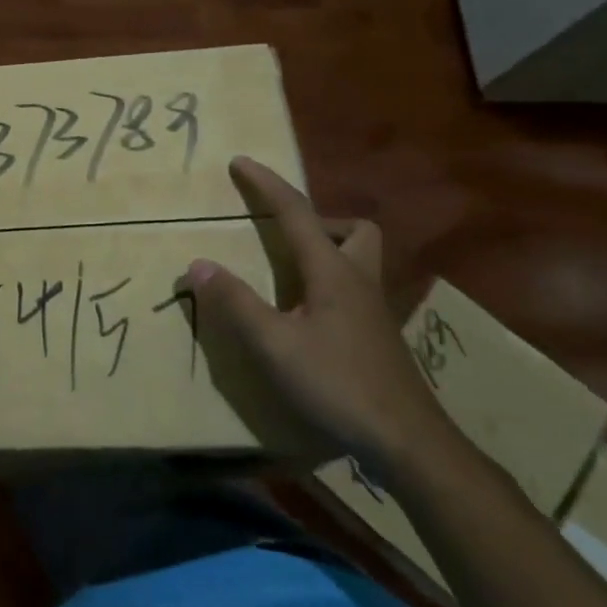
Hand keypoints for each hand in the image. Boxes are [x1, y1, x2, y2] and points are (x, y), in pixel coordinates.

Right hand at [188, 156, 453, 478]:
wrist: (409, 444)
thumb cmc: (338, 385)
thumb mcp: (274, 345)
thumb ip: (235, 303)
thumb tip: (198, 264)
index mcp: (333, 272)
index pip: (296, 212)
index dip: (266, 184)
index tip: (240, 162)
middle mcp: (358, 281)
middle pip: (354, 229)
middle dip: (319, 220)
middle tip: (284, 235)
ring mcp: (374, 311)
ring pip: (360, 259)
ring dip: (328, 251)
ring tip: (290, 273)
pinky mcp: (378, 338)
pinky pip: (354, 290)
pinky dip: (328, 285)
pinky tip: (307, 317)